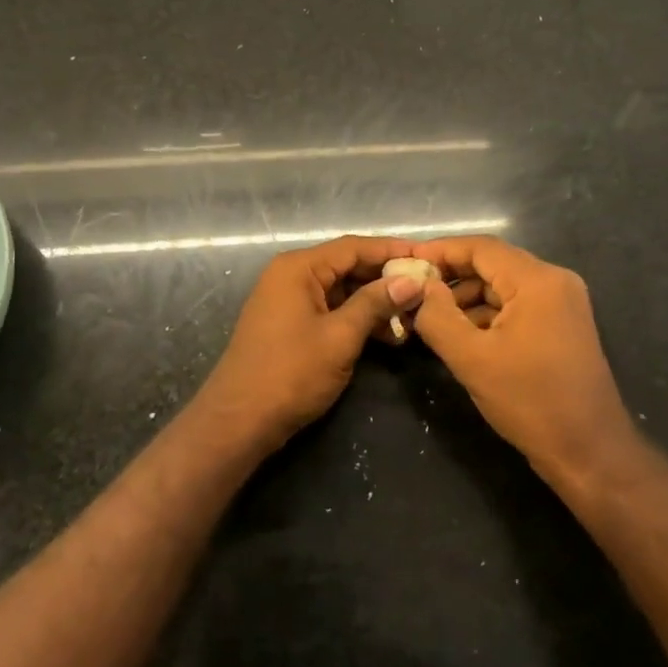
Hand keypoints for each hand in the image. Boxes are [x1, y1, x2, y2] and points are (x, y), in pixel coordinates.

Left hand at [199, 235, 424, 448]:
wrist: (239, 420)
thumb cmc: (291, 373)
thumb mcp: (340, 336)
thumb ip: (375, 303)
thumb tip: (411, 280)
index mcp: (299, 268)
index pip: (353, 247)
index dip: (392, 250)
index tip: (428, 257)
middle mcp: (291, 275)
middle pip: (347, 266)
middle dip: (386, 278)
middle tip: (426, 289)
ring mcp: (288, 300)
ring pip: (341, 290)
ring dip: (374, 302)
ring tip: (413, 317)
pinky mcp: (290, 324)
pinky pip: (330, 309)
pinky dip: (357, 318)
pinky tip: (387, 335)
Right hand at [409, 236, 635, 487]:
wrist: (590, 453)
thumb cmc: (530, 401)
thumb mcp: (471, 359)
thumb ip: (437, 316)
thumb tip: (418, 287)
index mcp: (537, 281)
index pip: (480, 248)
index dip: (440, 251)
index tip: (405, 261)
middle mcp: (555, 281)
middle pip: (493, 264)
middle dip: (452, 277)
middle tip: (413, 292)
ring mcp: (563, 303)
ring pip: (503, 286)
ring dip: (468, 298)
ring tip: (430, 318)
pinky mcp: (562, 325)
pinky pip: (517, 306)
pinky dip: (488, 314)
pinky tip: (461, 335)